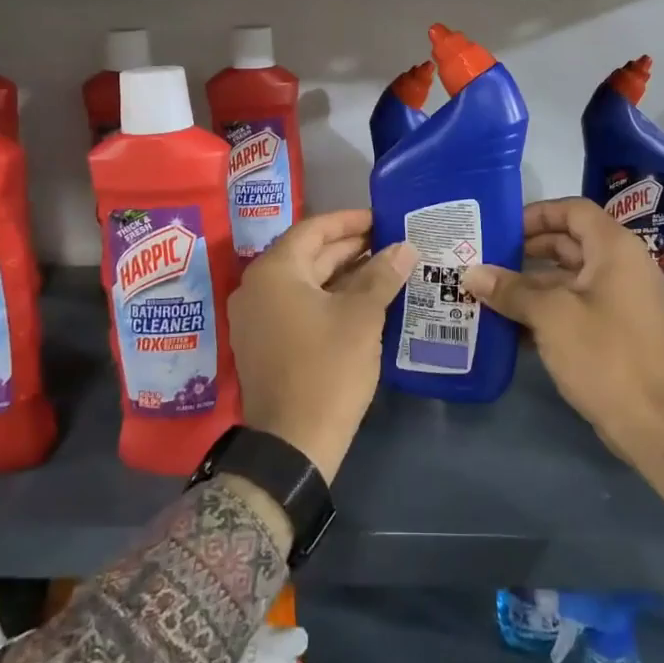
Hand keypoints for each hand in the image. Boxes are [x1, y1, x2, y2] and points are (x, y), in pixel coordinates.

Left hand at [228, 211, 415, 481]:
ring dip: (343, 274)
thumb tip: (405, 248)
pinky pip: (299, 306)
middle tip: (390, 242)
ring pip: (305, 282)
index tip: (381, 218)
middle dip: (350, 248)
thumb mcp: (361, 317)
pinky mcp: (265, 343)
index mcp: (274, 271)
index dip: (349, 221)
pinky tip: (363, 301)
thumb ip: (382, 276)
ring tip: (384, 268)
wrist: (292, 444)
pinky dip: (329, 298)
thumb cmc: (327, 369)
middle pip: (308, 254)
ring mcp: (258, 318)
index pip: (313, 230)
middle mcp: (258, 288)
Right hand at [462, 198, 663, 522]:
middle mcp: (621, 266)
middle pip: (568, 243)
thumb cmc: (604, 354)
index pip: (573, 210)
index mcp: (614, 249)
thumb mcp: (550, 316)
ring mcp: (620, 300)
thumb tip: (471, 274)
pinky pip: (574, 306)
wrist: (654, 423)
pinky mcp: (615, 330)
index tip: (501, 230)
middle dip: (526, 252)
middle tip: (486, 261)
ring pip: (567, 278)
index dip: (536, 214)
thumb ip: (510, 290)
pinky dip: (545, 310)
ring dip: (530, 285)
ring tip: (488, 294)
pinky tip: (510, 326)